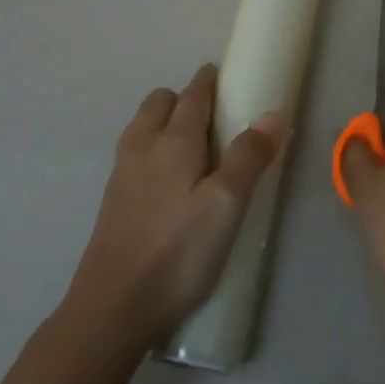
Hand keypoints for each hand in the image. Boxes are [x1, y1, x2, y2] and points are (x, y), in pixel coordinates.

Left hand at [68, 65, 284, 347]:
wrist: (112, 308)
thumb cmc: (178, 252)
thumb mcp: (226, 204)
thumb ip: (249, 157)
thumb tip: (272, 114)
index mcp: (174, 141)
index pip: (193, 95)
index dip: (209, 81)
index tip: (225, 75)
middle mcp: (143, 146)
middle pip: (160, 102)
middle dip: (184, 97)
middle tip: (214, 117)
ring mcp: (122, 173)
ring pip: (143, 126)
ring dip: (165, 121)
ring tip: (193, 147)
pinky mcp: (113, 201)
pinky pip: (135, 153)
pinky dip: (153, 148)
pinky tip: (169, 181)